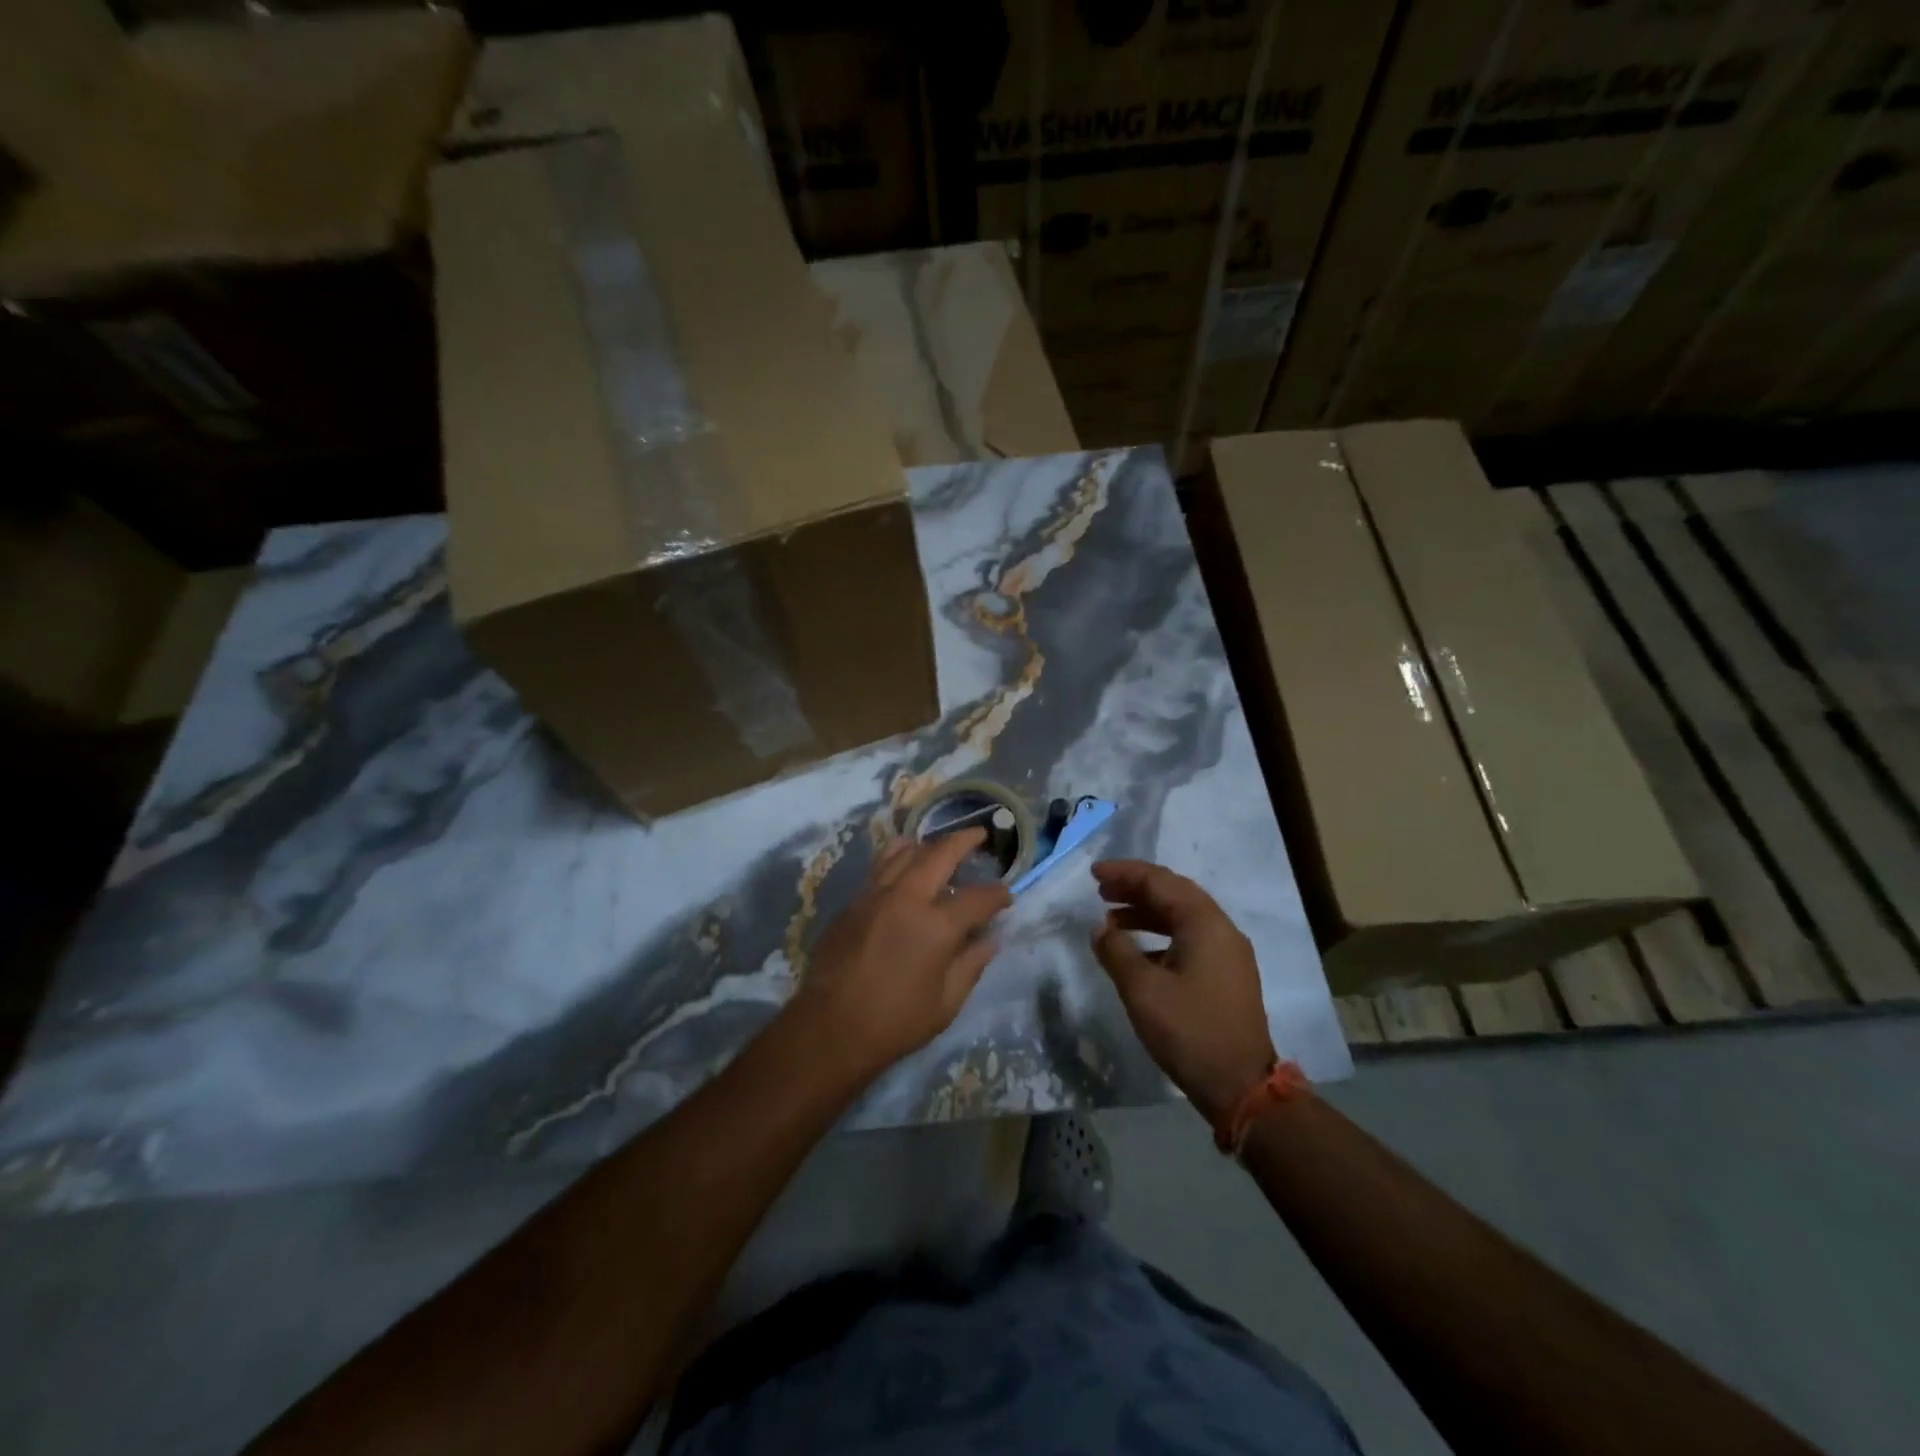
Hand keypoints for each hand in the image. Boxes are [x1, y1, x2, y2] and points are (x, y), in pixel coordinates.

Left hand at [790, 829, 1010, 1080]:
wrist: (830, 1028)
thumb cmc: (894, 1022)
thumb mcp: (946, 1004)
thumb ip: (971, 965)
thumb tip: (990, 939)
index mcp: (936, 926)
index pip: (978, 898)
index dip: (998, 894)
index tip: (1006, 896)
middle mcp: (906, 898)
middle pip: (939, 853)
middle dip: (964, 841)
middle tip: (979, 835)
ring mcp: (874, 895)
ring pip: (903, 851)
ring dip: (927, 844)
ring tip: (939, 846)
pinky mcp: (852, 902)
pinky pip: (879, 867)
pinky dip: (898, 858)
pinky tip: (903, 866)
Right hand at [1090, 860, 1277, 1124]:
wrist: (1241, 1086)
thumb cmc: (1189, 1031)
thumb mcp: (1142, 990)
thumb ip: (1116, 951)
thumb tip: (1100, 928)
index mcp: (1204, 923)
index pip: (1160, 881)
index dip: (1124, 873)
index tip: (1093, 873)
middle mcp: (1221, 929)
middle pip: (1174, 893)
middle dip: (1135, 888)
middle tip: (1100, 890)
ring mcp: (1228, 953)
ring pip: (1182, 916)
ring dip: (1146, 912)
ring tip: (1111, 919)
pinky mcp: (1227, 974)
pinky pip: (1190, 938)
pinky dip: (1160, 935)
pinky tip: (1137, 951)